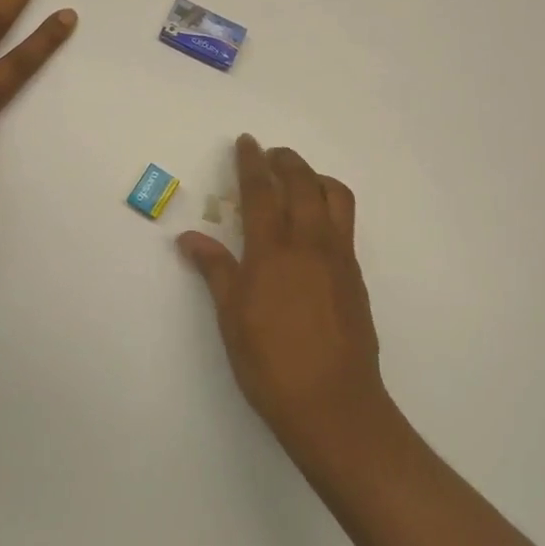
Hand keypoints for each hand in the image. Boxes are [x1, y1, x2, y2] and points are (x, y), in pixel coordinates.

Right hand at [178, 136, 388, 456]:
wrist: (333, 403)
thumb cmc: (271, 364)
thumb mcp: (232, 317)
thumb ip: (215, 270)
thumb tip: (188, 238)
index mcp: (274, 251)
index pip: (262, 192)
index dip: (252, 162)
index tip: (246, 142)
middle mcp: (311, 243)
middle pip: (303, 183)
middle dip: (286, 160)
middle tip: (271, 153)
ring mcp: (339, 258)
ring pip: (335, 197)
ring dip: (316, 177)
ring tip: (299, 180)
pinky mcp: (355, 275)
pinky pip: (346, 223)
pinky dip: (330, 204)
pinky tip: (315, 223)